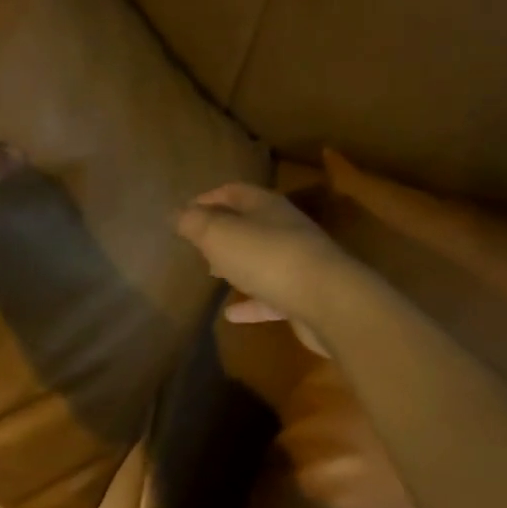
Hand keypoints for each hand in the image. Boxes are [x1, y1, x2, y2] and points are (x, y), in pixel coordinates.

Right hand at [175, 183, 352, 352]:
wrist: (328, 301)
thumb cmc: (267, 257)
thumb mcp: (219, 234)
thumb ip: (194, 222)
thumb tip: (177, 213)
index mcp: (266, 206)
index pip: (233, 191)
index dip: (208, 198)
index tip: (185, 210)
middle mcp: (285, 229)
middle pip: (250, 224)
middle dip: (223, 231)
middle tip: (197, 244)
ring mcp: (298, 263)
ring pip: (261, 259)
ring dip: (237, 265)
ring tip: (211, 275)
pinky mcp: (304, 297)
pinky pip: (270, 297)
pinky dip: (250, 303)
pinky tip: (230, 315)